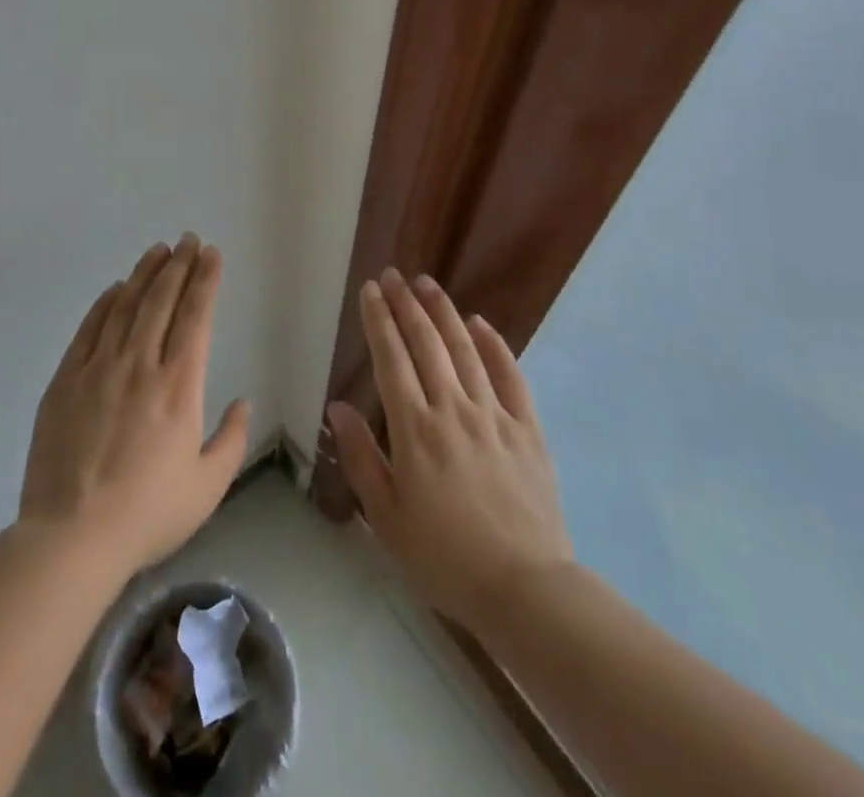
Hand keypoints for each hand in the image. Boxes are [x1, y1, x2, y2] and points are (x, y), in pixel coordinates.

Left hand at [19, 235, 251, 579]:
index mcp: (178, 386)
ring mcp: (99, 368)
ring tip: (158, 250)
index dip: (205, 280)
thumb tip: (243, 402)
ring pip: (126, 306)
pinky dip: (105, 303)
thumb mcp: (208, 487)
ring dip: (145, 274)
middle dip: (179, 265)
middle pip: (162, 301)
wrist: (72, 536)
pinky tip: (116, 289)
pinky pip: (89, 329)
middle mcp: (140, 365)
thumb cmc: (148, 514)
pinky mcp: (66, 380)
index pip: (196, 317)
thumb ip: (232, 440)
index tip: (211, 254)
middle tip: (188, 240)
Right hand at [327, 269, 575, 632]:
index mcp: (415, 429)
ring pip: (465, 349)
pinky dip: (494, 345)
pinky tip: (480, 323)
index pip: (392, 358)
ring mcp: (493, 414)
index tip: (371, 291)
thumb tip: (337, 407)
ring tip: (428, 284)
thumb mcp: (386, 518)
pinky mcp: (527, 428)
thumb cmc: (444, 557)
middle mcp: (452, 409)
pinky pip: (510, 375)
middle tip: (394, 275)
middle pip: (426, 343)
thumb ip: (362, 457)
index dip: (379, 320)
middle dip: (406, 304)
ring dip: (444, 312)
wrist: (524, 588)